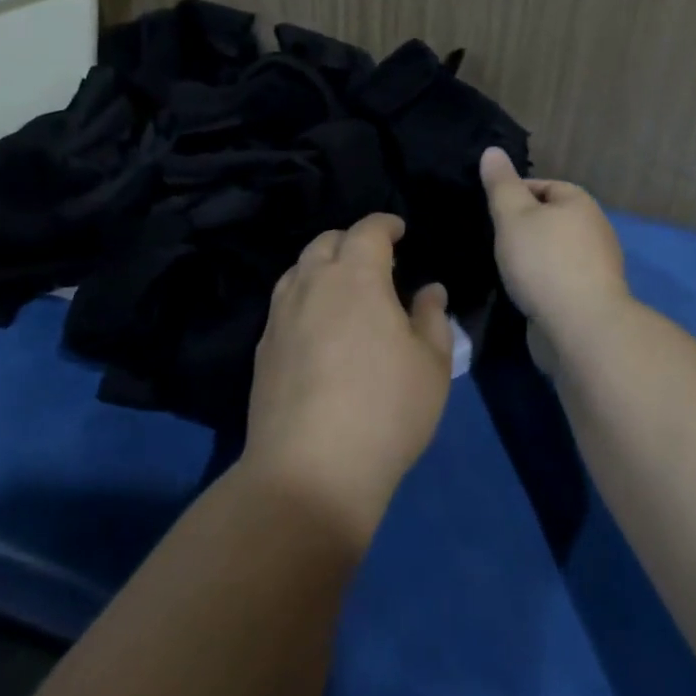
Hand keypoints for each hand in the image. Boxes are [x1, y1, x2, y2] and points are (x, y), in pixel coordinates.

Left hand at [242, 214, 452, 544]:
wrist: (309, 471)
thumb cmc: (385, 410)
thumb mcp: (431, 365)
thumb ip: (432, 318)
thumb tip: (429, 290)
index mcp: (356, 276)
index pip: (367, 230)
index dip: (385, 224)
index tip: (399, 230)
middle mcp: (312, 283)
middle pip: (326, 242)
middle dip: (351, 241)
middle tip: (374, 261)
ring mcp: (280, 315)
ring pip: (299, 270)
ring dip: (322, 267)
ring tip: (343, 289)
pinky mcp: (262, 348)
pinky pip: (284, 303)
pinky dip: (304, 298)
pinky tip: (317, 326)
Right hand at [480, 146, 631, 351]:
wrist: (582, 328)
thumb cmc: (544, 262)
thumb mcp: (513, 216)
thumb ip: (501, 185)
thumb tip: (492, 151)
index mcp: (579, 201)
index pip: (542, 186)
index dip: (513, 195)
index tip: (490, 213)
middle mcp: (594, 228)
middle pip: (550, 218)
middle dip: (523, 228)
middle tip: (494, 240)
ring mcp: (597, 265)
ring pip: (554, 250)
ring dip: (532, 257)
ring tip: (505, 267)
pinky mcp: (593, 296)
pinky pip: (560, 278)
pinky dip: (542, 281)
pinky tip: (524, 292)